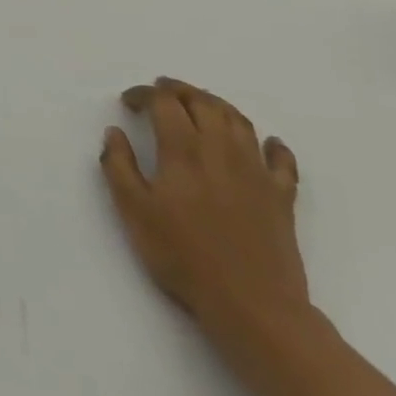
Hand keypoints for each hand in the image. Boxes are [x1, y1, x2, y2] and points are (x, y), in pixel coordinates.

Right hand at [100, 78, 307, 349]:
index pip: (164, 103)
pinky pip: (280, 159)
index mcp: (183, 150)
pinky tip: (266, 143)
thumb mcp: (134, 212)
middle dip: (179, 90)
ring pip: (238, 121)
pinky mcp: (281, 196)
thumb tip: (114, 132)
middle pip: (203, 102)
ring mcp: (256, 171)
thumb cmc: (183, 256)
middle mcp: (221, 149)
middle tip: (161, 90)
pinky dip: (272, 144)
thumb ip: (119, 167)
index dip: (145, 94)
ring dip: (216, 104)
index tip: (129, 101)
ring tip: (200, 104)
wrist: (252, 304)